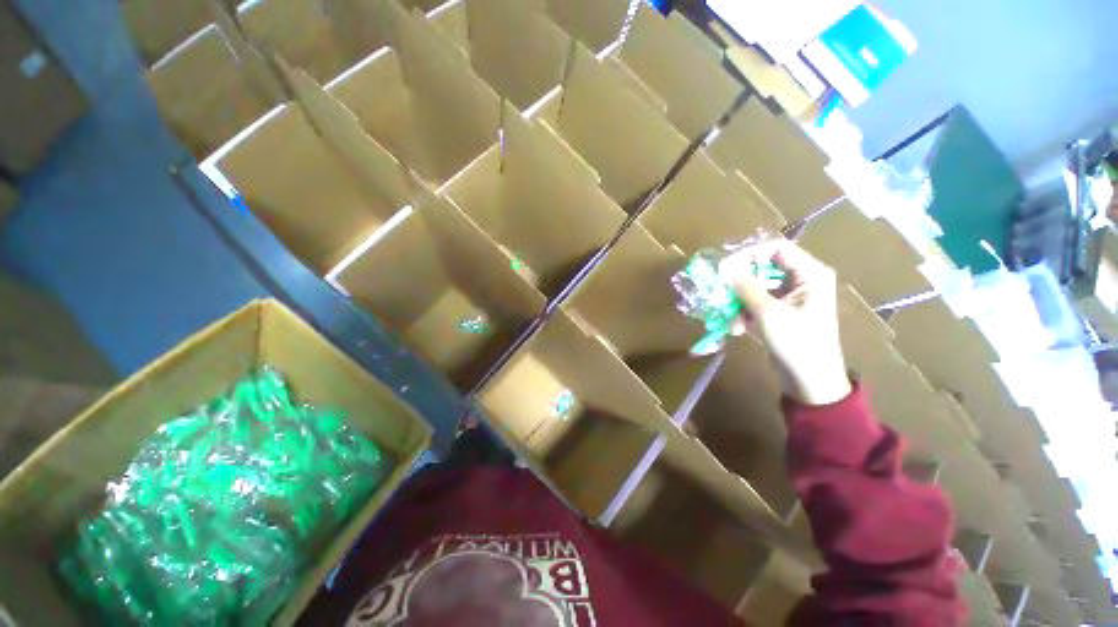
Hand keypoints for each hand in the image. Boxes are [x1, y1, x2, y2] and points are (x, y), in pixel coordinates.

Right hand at [719, 240, 851, 405]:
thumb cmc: (797, 343)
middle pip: (763, 268)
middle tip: (720, 290)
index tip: (725, 267)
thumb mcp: (768, 313)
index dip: (749, 254)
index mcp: (810, 274)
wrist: (810, 381)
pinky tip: (735, 328)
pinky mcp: (778, 313)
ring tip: (727, 317)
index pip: (776, 249)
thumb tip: (725, 269)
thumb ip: (746, 287)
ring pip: (756, 288)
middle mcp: (801, 281)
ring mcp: (789, 298)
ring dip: (738, 301)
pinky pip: (755, 304)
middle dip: (740, 282)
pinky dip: (743, 313)